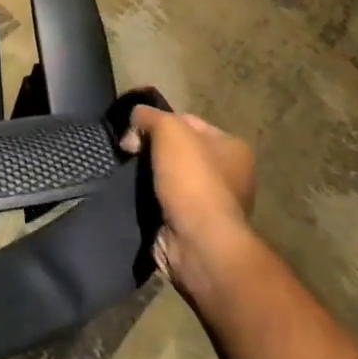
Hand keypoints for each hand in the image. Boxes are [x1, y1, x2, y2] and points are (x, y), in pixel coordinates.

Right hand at [121, 102, 256, 303]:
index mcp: (232, 148)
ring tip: (125, 174)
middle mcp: (227, 175)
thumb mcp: (169, 129)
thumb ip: (149, 115)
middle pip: (176, 150)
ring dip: (146, 176)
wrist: (198, 244)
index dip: (159, 122)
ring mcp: (210, 204)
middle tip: (128, 152)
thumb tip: (135, 119)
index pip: (188, 122)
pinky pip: (162, 202)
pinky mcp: (191, 226)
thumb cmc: (192, 179)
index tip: (135, 131)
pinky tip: (132, 196)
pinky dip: (146, 199)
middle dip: (150, 150)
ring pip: (167, 176)